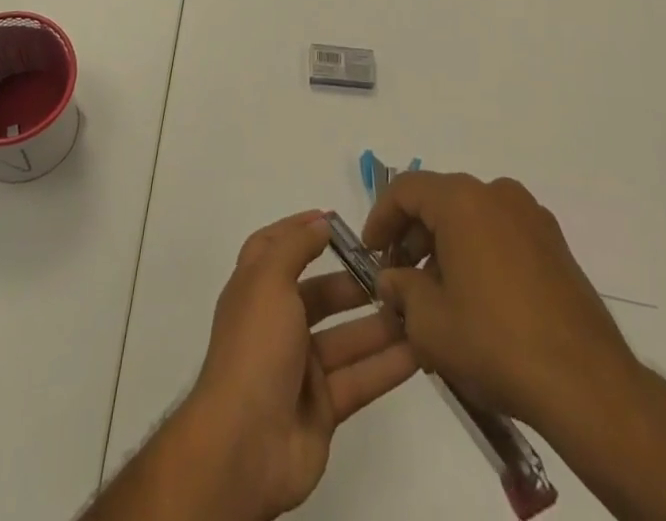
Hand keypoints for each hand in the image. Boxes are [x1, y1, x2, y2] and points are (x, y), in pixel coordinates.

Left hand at [181, 211, 417, 519]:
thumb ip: (295, 247)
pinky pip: (360, 379)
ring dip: (380, 324)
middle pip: (319, 295)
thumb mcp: (268, 280)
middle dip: (354, 283)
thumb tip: (320, 222)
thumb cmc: (255, 347)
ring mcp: (300, 369)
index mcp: (255, 290)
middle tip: (394, 273)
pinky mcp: (323, 408)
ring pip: (346, 338)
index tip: (333, 220)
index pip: (275, 248)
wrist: (244, 444)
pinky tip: (421, 350)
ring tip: (418, 307)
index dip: (299, 231)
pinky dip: (388, 366)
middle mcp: (277, 324)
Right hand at [362, 173, 644, 453]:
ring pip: (471, 218)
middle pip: (439, 200)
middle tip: (400, 280)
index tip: (370, 254)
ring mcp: (532, 217)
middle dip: (413, 237)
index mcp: (462, 200)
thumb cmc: (496, 343)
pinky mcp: (555, 245)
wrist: (588, 385)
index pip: (405, 190)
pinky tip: (476, 302)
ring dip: (445, 247)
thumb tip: (394, 279)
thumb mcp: (429, 323)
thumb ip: (400, 290)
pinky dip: (479, 254)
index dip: (380, 219)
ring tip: (437, 298)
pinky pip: (501, 235)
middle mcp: (497, 193)